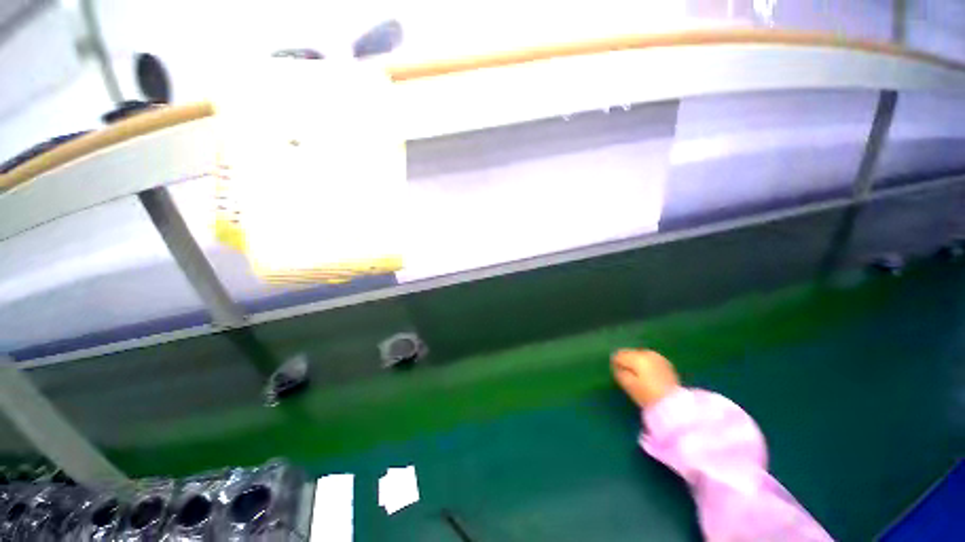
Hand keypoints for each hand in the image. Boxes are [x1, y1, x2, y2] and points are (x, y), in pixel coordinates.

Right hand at [611, 349, 680, 407]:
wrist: (674, 403)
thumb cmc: (647, 395)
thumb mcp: (628, 385)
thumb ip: (619, 372)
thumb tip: (616, 365)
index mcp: (635, 357)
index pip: (618, 355)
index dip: (615, 363)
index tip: (617, 373)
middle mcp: (646, 353)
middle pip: (629, 353)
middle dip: (626, 361)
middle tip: (626, 374)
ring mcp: (658, 357)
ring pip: (640, 355)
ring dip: (636, 362)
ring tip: (638, 375)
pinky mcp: (666, 363)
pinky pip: (650, 359)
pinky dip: (647, 364)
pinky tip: (649, 375)